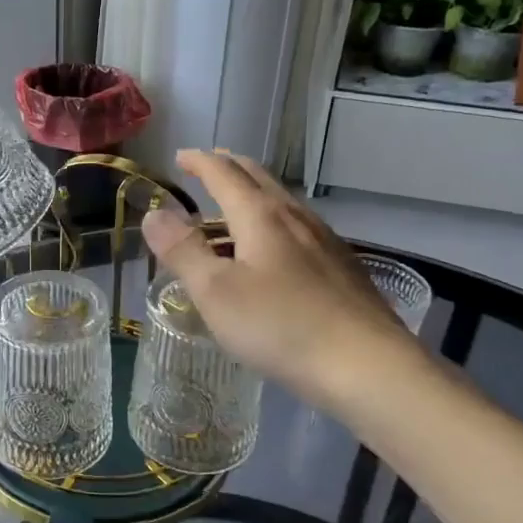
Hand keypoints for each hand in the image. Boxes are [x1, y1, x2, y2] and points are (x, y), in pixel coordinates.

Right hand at [140, 149, 427, 415]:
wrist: (368, 366)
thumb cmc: (280, 326)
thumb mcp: (215, 292)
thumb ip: (182, 250)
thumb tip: (154, 213)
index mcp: (260, 215)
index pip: (224, 174)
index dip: (200, 162)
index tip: (181, 156)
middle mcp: (295, 218)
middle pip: (259, 178)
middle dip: (230, 168)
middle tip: (208, 168)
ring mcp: (325, 242)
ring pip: (283, 203)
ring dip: (254, 195)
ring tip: (236, 208)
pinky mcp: (343, 268)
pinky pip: (300, 229)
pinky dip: (275, 223)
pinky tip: (278, 250)